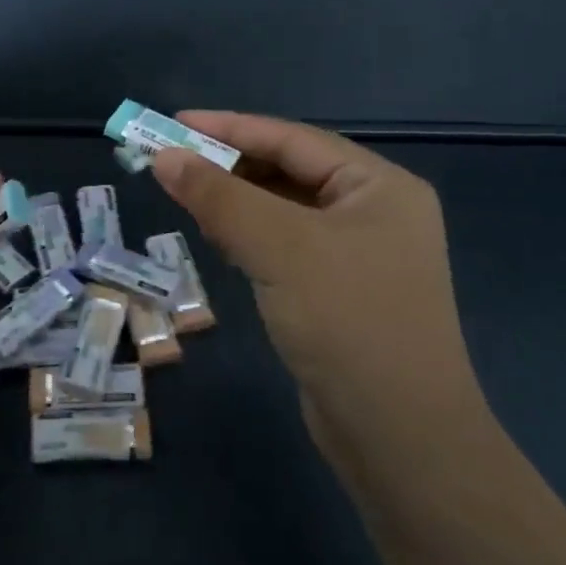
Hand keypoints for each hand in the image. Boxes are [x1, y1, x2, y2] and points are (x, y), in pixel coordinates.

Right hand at [150, 113, 485, 471]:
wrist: (402, 441)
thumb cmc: (348, 323)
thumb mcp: (279, 247)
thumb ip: (219, 196)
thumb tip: (163, 157)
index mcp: (379, 185)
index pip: (292, 139)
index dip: (229, 128)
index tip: (174, 123)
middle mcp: (375, 211)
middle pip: (288, 171)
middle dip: (230, 166)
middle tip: (172, 162)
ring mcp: (360, 254)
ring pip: (284, 209)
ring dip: (236, 200)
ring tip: (186, 196)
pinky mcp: (341, 290)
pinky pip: (286, 244)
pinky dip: (250, 235)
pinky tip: (218, 238)